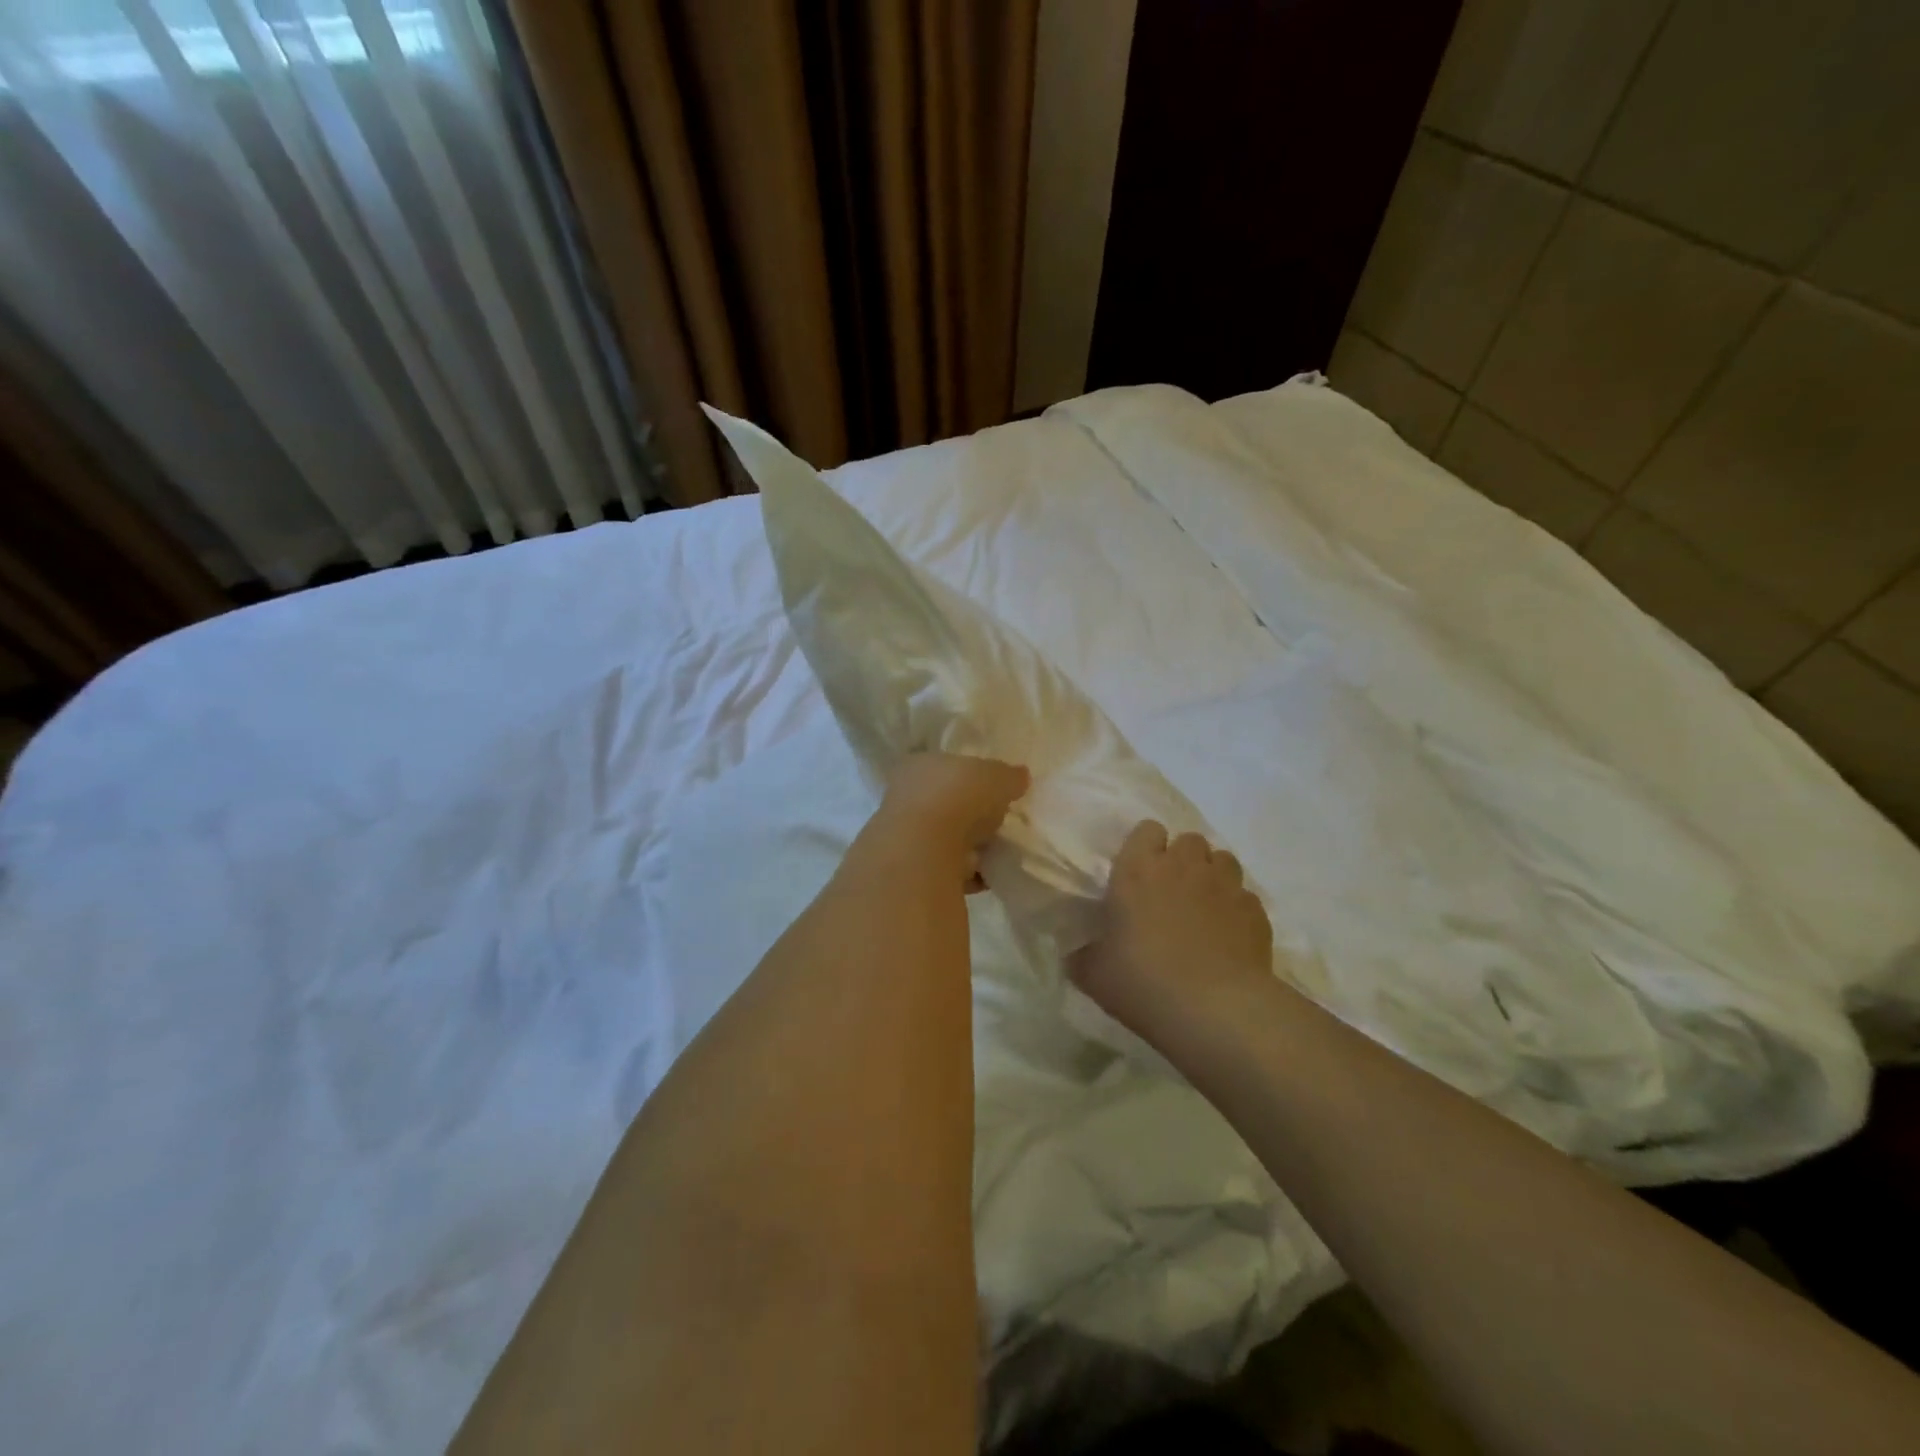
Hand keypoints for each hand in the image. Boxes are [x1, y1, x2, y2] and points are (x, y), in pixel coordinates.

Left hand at [871, 753, 1029, 887]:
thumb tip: (1019, 776)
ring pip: (943, 838)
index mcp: (920, 765)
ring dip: (967, 847)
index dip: (971, 779)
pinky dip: (964, 874)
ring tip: (995, 853)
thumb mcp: (997, 776)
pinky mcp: (911, 870)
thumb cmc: (957, 797)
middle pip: (944, 804)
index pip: (946, 768)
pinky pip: (945, 870)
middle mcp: (906, 797)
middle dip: (970, 815)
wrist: (924, 852)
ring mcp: (905, 836)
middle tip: (998, 824)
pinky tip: (985, 878)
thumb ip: (1009, 776)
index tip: (994, 792)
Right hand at [1072, 820, 1273, 1042]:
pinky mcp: (1255, 910)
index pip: (1146, 830)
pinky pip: (1245, 895)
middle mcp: (1183, 866)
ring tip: (1204, 905)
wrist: (1215, 1010)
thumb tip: (1075, 954)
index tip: (1139, 873)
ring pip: (1223, 859)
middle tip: (1172, 891)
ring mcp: (1224, 885)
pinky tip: (1229, 934)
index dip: (1145, 847)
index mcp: (1138, 870)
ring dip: (1212, 875)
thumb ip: (1082, 956)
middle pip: (1189, 840)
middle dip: (1182, 859)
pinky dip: (1236, 907)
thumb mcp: (1094, 975)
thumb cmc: (1143, 983)